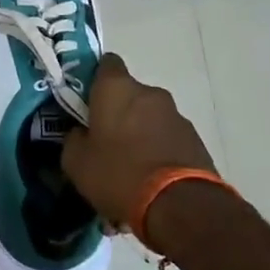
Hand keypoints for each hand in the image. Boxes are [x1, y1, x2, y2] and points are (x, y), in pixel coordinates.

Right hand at [62, 54, 218, 228]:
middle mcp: (150, 93)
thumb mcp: (76, 162)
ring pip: (149, 119)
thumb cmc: (118, 174)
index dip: (95, 79)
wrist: (180, 206)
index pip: (106, 63)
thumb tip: (81, 133)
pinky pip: (167, 139)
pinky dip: (158, 152)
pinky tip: (150, 180)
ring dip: (140, 134)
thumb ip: (74, 139)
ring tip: (129, 169)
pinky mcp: (196, 140)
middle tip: (105, 142)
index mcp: (117, 88)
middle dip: (118, 114)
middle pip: (129, 95)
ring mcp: (177, 116)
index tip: (86, 101)